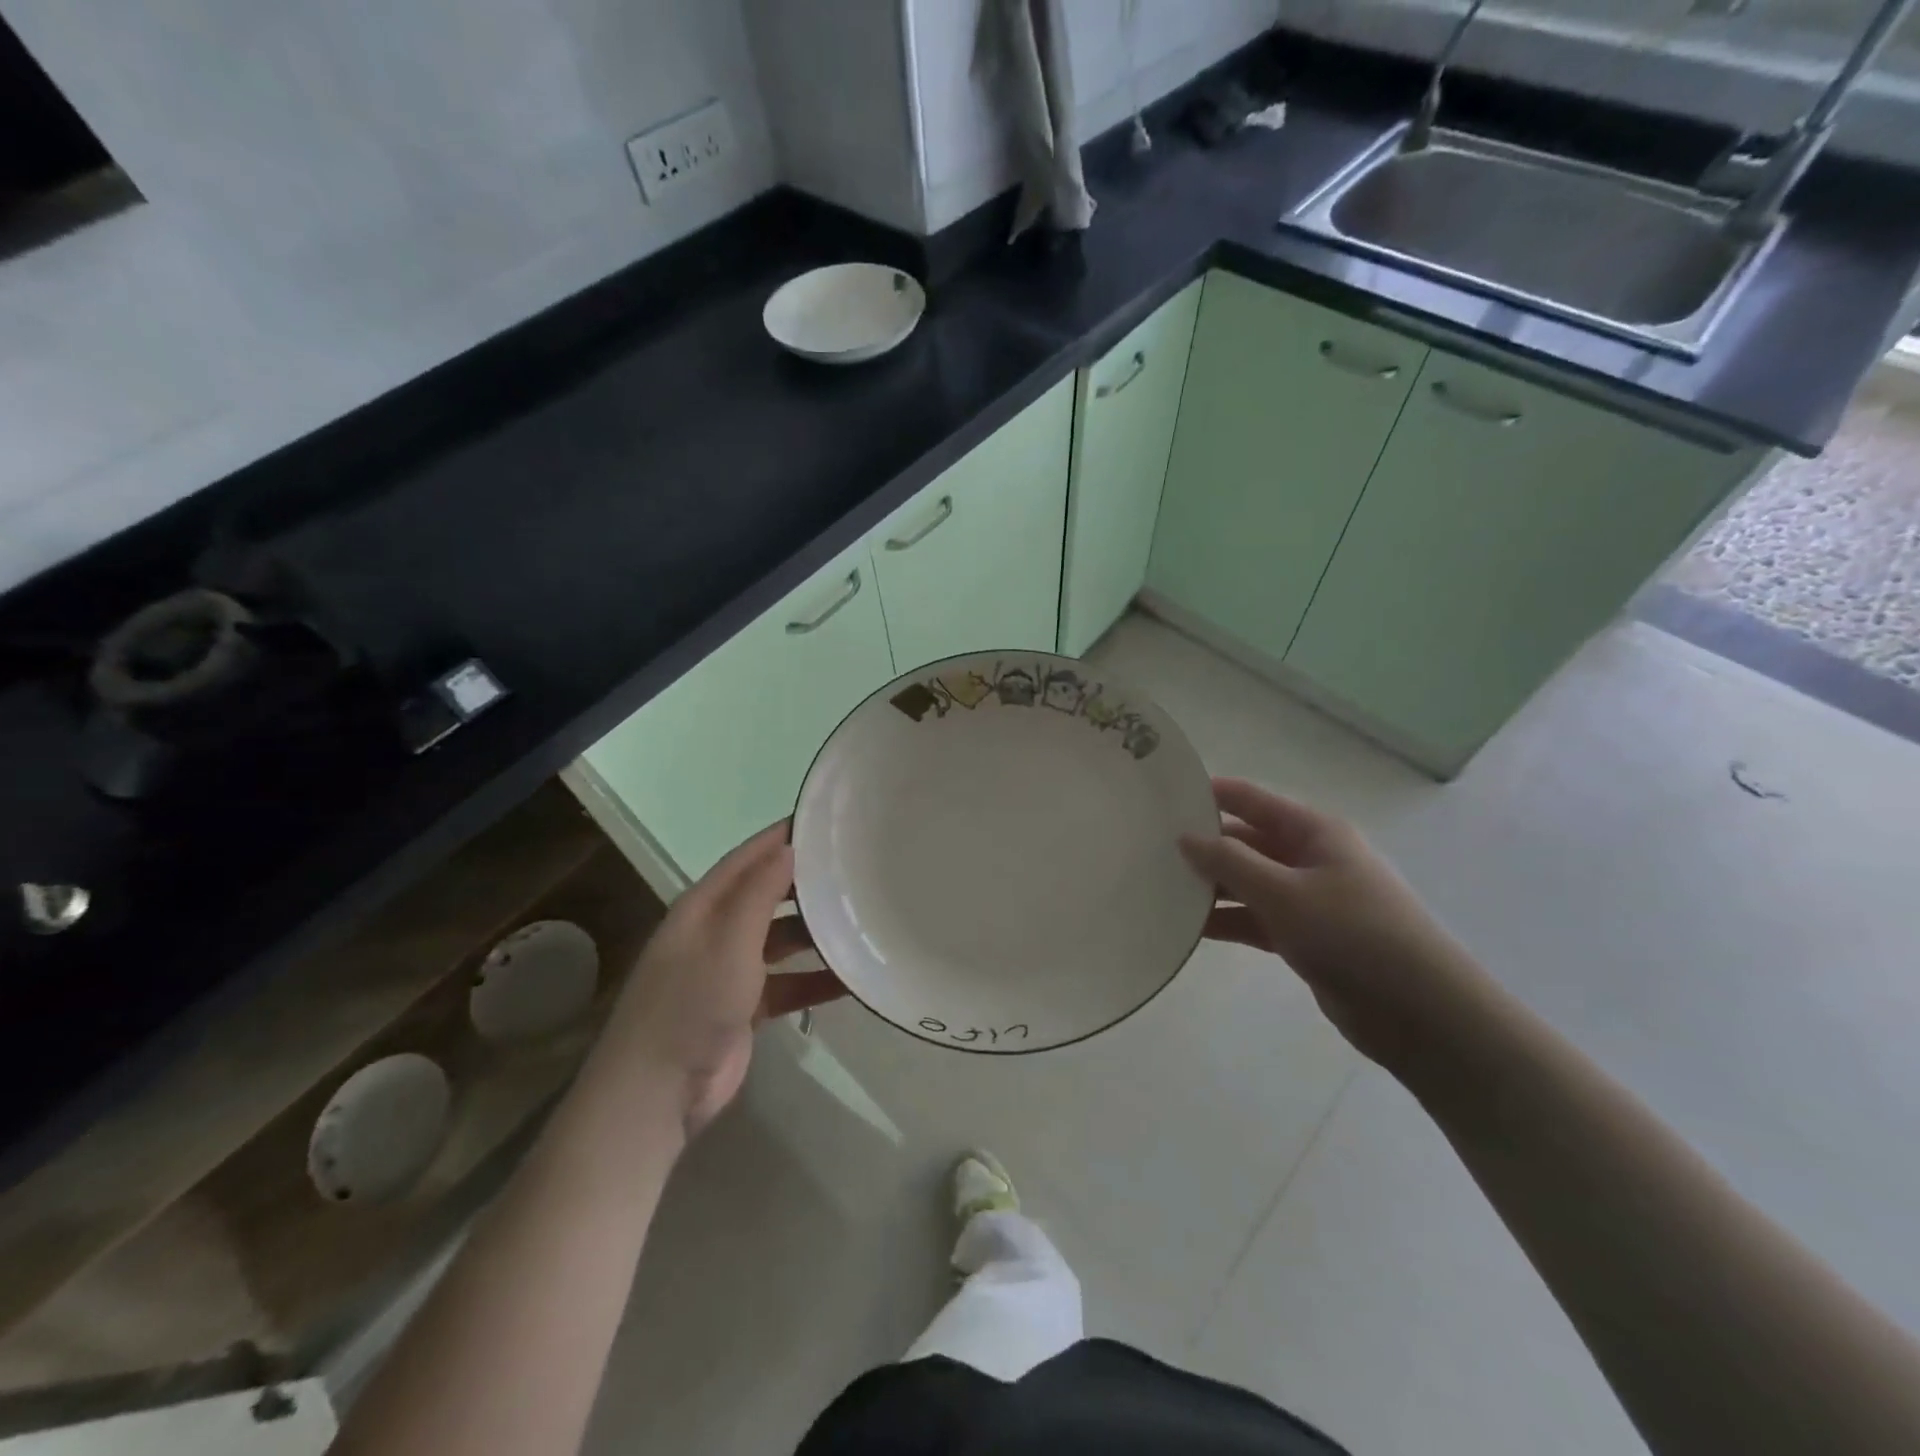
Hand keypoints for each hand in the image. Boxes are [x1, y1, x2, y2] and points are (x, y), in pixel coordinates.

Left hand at [609, 822, 845, 1137]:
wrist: (656, 1094)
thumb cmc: (691, 1004)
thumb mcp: (729, 940)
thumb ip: (760, 892)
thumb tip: (789, 846)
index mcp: (703, 907)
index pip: (748, 858)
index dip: (783, 837)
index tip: (827, 821)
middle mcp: (716, 931)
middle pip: (768, 896)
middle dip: (806, 883)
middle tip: (856, 869)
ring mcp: (729, 970)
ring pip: (781, 940)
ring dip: (816, 933)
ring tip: (863, 920)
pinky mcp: (744, 1008)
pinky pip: (787, 983)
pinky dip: (815, 980)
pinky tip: (852, 979)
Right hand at [1179, 777, 1484, 1070]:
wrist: (1420, 1013)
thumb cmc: (1353, 934)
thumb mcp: (1284, 892)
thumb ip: (1230, 862)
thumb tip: (1185, 837)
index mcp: (1314, 832)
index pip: (1251, 800)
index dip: (1208, 794)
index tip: (1161, 796)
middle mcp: (1310, 858)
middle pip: (1246, 841)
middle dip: (1203, 845)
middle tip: (1148, 849)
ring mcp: (1308, 899)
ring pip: (1248, 882)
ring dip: (1211, 887)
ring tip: (1158, 889)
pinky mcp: (1305, 937)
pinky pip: (1256, 918)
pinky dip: (1227, 920)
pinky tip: (1188, 928)